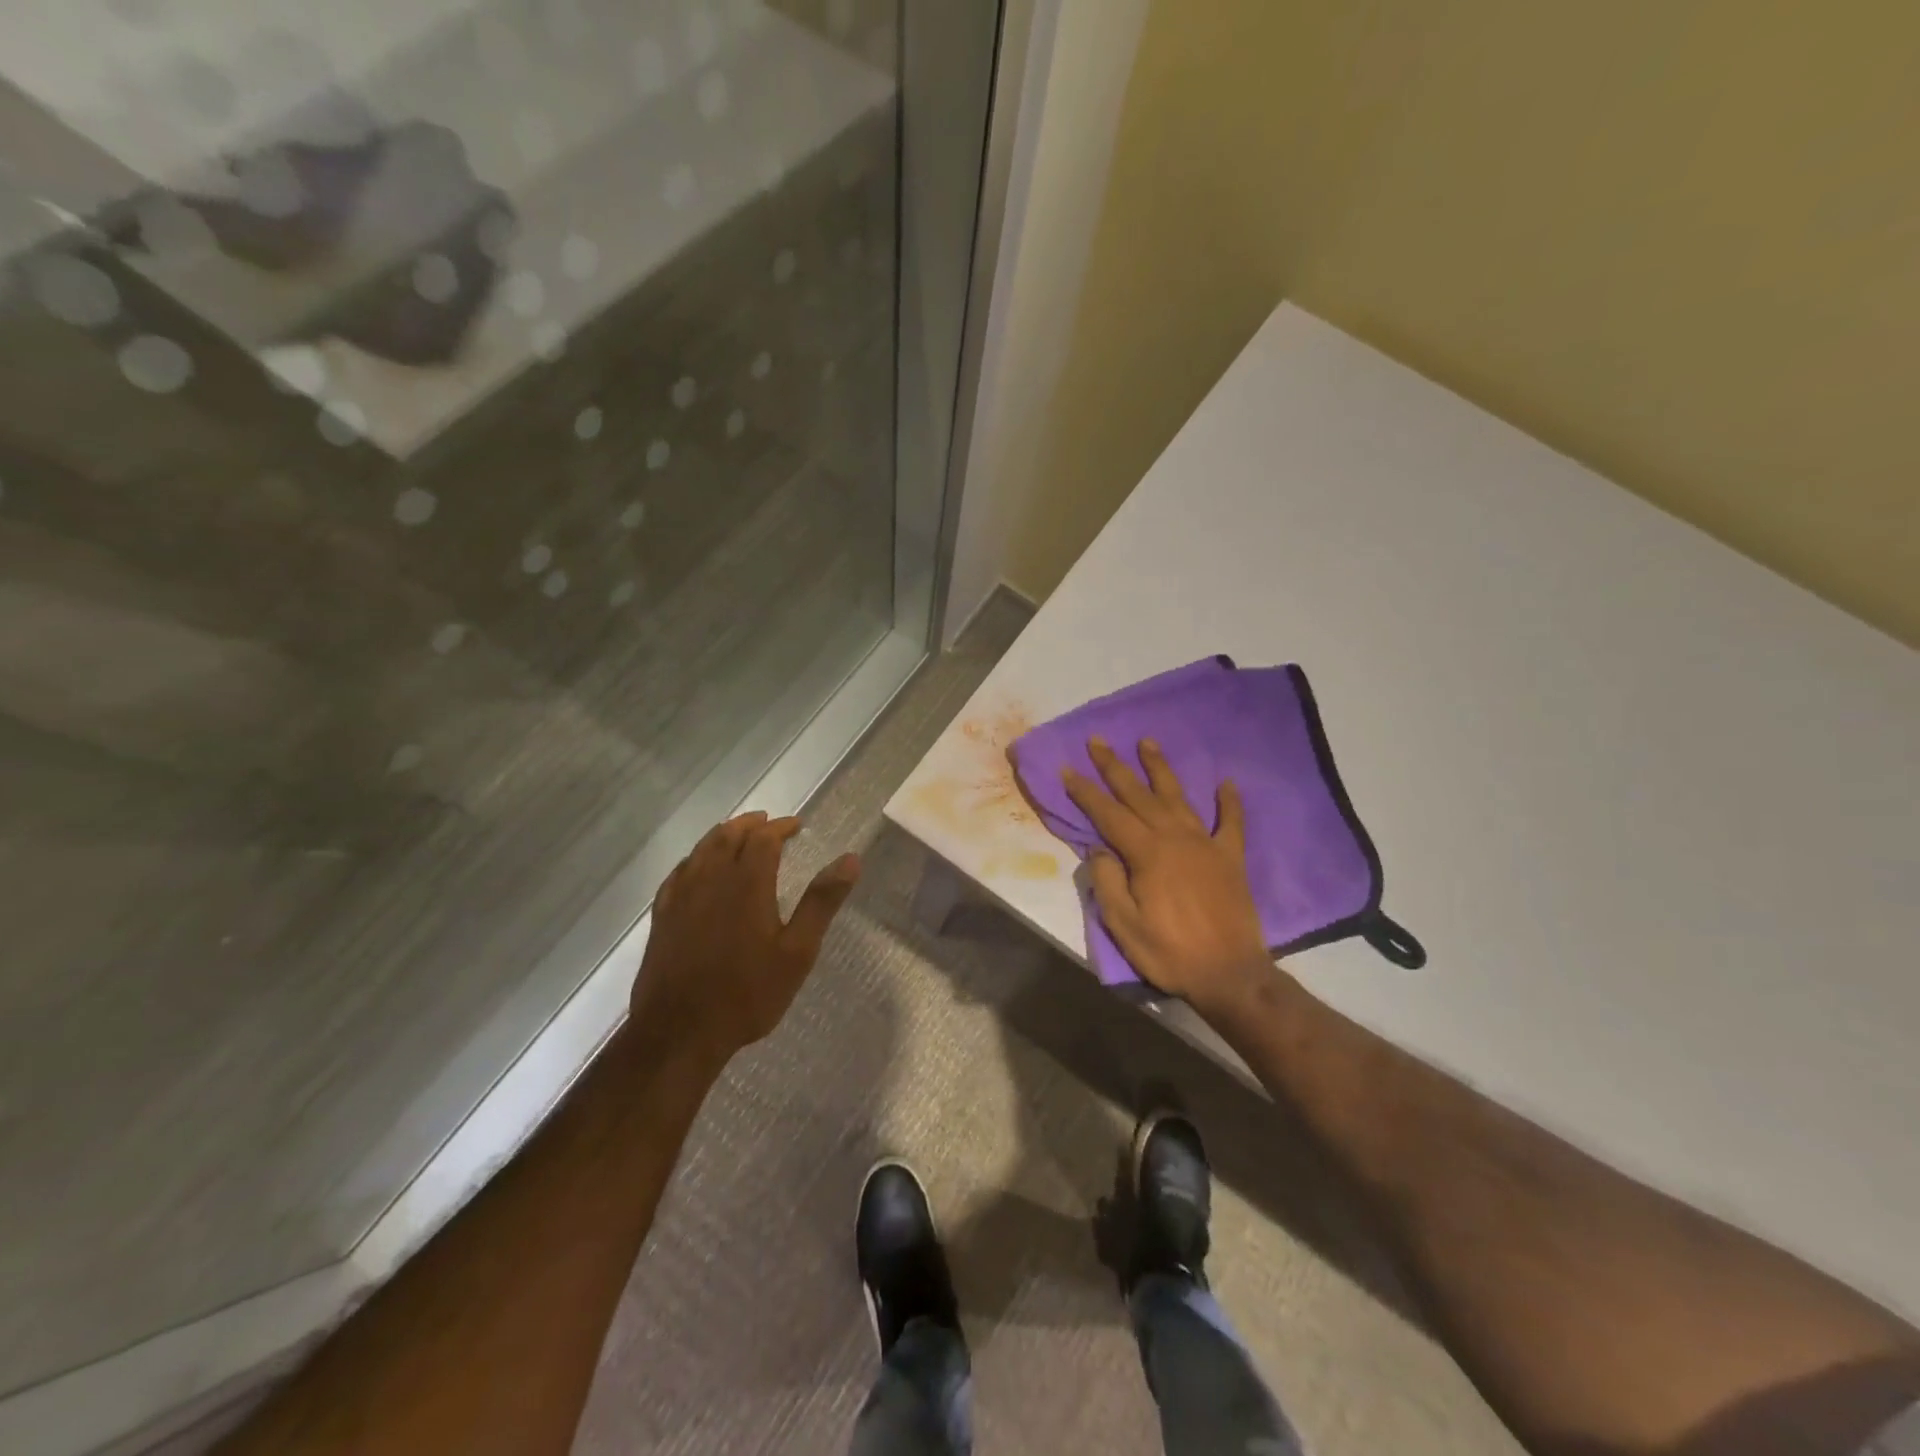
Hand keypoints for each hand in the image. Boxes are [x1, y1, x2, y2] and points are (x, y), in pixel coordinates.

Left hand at [630, 812, 860, 1064]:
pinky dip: (694, 858)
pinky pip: (678, 872)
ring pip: (701, 850)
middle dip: (751, 825)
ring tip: (737, 834)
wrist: (679, 1033)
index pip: (763, 839)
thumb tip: (850, 859)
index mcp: (746, 883)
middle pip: (729, 836)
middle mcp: (711, 879)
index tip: (797, 825)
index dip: (781, 827)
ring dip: (722, 835)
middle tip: (768, 822)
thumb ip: (822, 901)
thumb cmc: (747, 993)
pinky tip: (697, 866)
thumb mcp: (797, 951)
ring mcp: (681, 897)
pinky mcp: (662, 916)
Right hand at [1061, 739, 1272, 1007]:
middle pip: (1140, 795)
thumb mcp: (1124, 925)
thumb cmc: (1170, 952)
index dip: (1086, 792)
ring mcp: (1206, 844)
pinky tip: (1226, 782)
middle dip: (1115, 767)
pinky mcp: (1231, 858)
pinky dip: (1229, 802)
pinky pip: (1232, 822)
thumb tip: (1099, 848)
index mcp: (1147, 853)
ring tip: (1147, 742)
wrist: (1231, 975)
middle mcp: (1176, 838)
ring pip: (1178, 797)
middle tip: (1098, 741)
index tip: (1067, 769)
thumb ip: (1108, 882)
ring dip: (1160, 769)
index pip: (1109, 814)